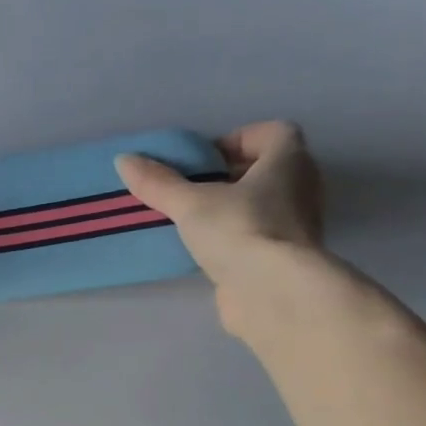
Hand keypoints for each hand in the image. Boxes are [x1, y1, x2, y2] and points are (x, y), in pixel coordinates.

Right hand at [115, 122, 328, 338]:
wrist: (272, 292)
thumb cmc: (240, 230)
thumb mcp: (191, 204)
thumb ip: (159, 183)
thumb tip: (124, 160)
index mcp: (289, 161)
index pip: (274, 133)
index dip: (239, 139)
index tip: (206, 160)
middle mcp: (302, 188)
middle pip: (268, 170)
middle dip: (232, 176)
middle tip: (194, 190)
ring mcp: (297, 227)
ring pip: (264, 206)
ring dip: (232, 210)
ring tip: (194, 223)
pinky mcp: (285, 260)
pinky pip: (259, 238)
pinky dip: (236, 240)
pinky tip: (206, 253)